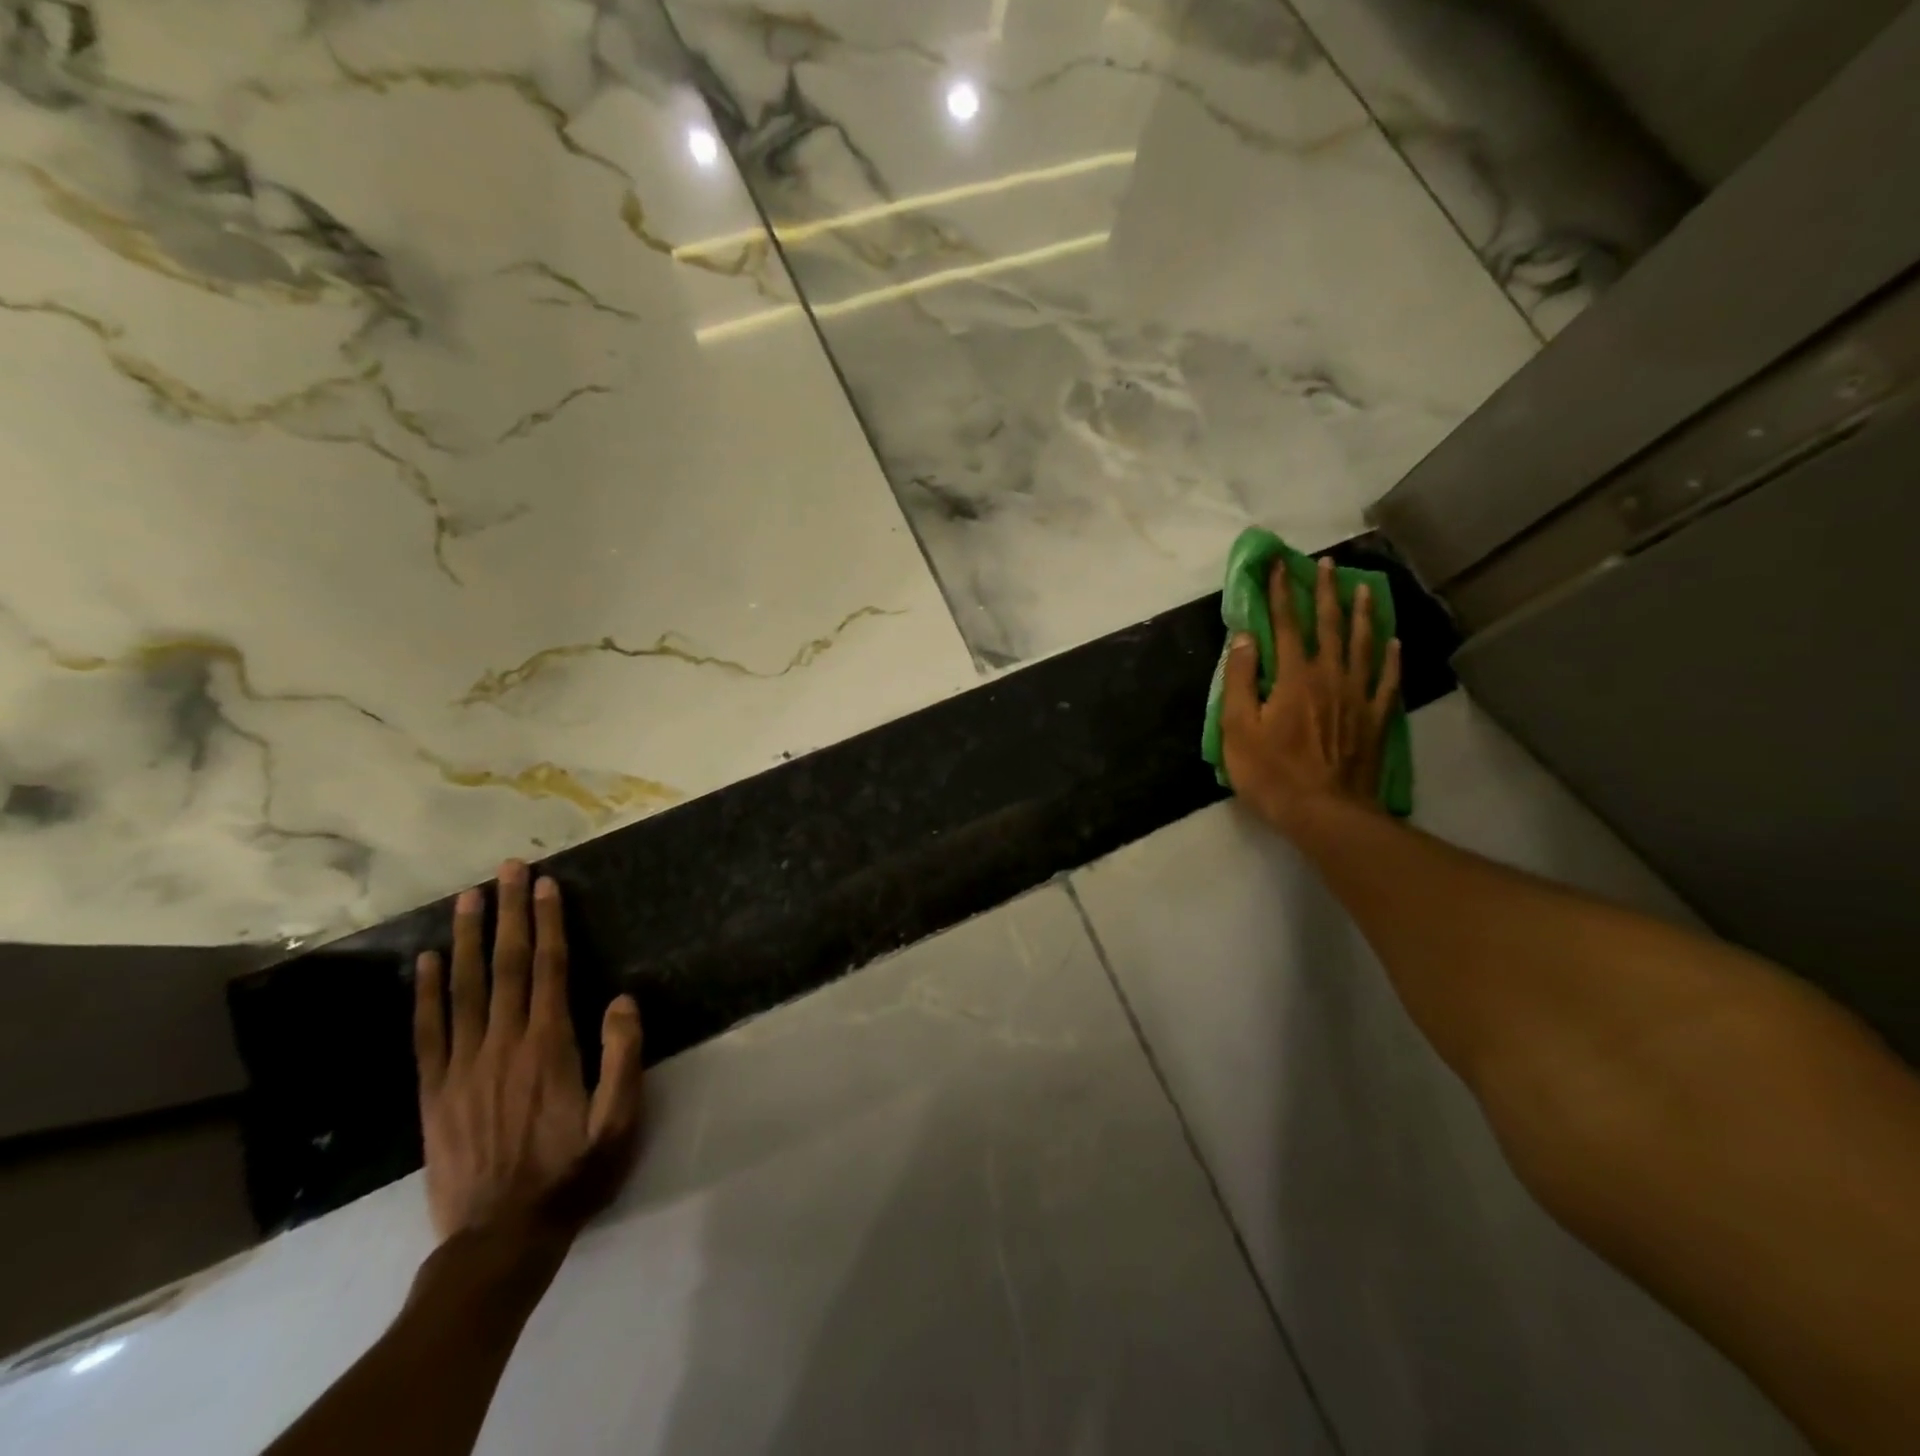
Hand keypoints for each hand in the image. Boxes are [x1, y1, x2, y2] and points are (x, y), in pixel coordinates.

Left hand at [413, 860, 643, 1240]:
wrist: (499, 1241)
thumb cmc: (572, 1175)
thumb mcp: (619, 1122)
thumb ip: (623, 1056)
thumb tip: (622, 998)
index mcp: (550, 1046)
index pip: (548, 968)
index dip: (547, 923)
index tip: (544, 883)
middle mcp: (502, 1044)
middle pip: (505, 966)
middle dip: (508, 912)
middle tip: (506, 868)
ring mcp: (462, 1066)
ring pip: (463, 988)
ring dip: (468, 937)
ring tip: (467, 896)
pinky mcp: (434, 1092)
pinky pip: (427, 1032)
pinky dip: (426, 992)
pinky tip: (427, 960)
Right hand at [1222, 554, 1401, 835]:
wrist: (1324, 812)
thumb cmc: (1271, 772)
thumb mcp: (1237, 727)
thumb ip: (1239, 679)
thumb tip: (1245, 637)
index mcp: (1293, 677)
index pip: (1284, 625)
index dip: (1280, 593)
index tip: (1279, 565)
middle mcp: (1330, 676)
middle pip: (1328, 625)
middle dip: (1324, 592)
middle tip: (1327, 564)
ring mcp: (1358, 696)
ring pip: (1363, 645)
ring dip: (1362, 614)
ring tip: (1365, 588)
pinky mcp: (1375, 718)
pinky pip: (1387, 680)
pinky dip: (1390, 658)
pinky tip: (1392, 642)